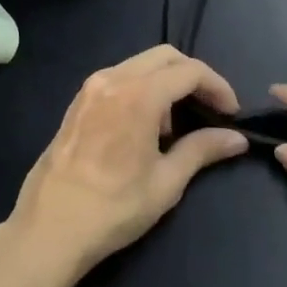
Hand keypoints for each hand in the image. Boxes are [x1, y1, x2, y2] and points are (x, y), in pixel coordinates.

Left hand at [1, 46, 247, 286]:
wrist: (49, 229)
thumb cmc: (114, 208)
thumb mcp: (166, 181)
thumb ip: (202, 150)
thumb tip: (236, 139)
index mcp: (138, 94)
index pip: (189, 71)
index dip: (217, 86)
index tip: (231, 113)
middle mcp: (113, 78)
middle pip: (165, 57)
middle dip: (193, 77)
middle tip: (211, 109)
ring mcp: (91, 87)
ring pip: (140, 65)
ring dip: (166, 83)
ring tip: (176, 126)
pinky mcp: (78, 101)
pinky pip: (119, 78)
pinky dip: (141, 89)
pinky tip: (145, 127)